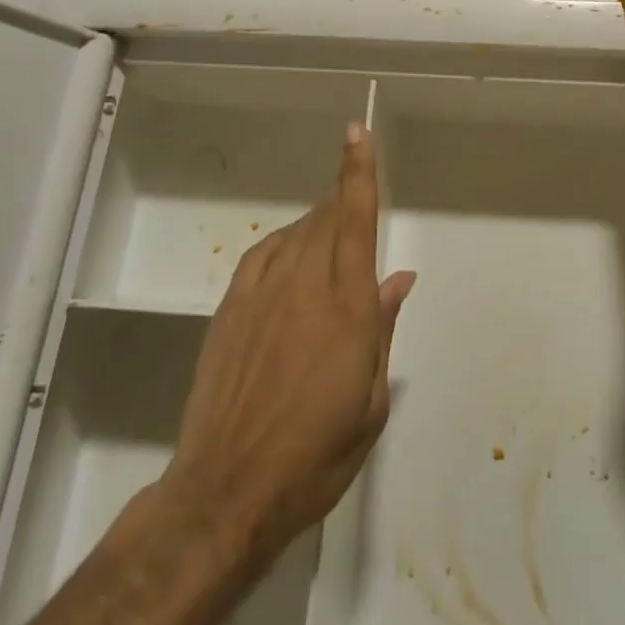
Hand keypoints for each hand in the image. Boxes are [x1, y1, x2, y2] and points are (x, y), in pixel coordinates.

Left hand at [156, 123, 415, 564]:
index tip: (357, 132)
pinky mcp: (230, 310)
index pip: (356, 219)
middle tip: (357, 214)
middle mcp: (305, 285)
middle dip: (344, 203)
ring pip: (297, 233)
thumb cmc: (315, 455)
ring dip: (318, 225)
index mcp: (347, 306)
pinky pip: (262, 255)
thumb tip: (399, 278)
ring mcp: (262, 294)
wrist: (226, 492)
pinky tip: (290, 253)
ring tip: (330, 241)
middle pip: (328, 219)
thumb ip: (383, 329)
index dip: (358, 171)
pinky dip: (283, 243)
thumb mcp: (370, 402)